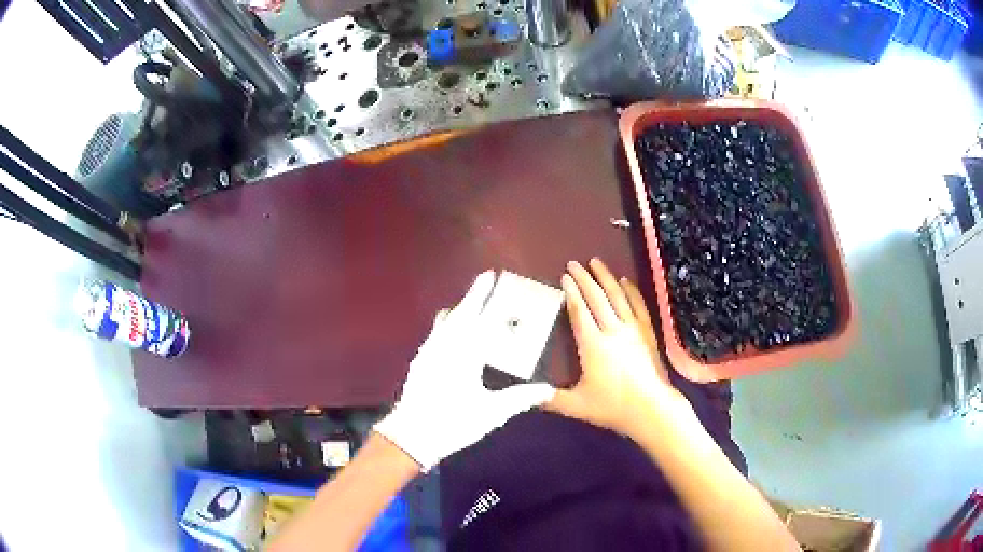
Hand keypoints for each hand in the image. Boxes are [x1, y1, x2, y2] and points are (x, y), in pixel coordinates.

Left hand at [374, 271, 555, 470]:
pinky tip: (446, 326)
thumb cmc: (452, 423)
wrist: (410, 435)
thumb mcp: (490, 413)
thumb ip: (520, 398)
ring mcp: (429, 352)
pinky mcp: (420, 362)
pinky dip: (445, 323)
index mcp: (464, 354)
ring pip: (446, 322)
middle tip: (484, 279)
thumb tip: (548, 389)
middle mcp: (444, 346)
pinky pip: (435, 333)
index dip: (485, 296)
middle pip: (461, 313)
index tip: (490, 276)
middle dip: (473, 295)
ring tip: (470, 302)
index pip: (479, 318)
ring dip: (459, 309)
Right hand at [548, 258, 690, 436]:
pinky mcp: (647, 333)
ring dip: (605, 278)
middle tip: (574, 263)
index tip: (564, 277)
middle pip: (597, 298)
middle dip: (584, 279)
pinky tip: (626, 281)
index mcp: (592, 345)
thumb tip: (526, 397)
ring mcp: (632, 330)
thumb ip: (550, 399)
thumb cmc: (613, 407)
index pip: (579, 311)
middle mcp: (612, 331)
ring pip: (617, 297)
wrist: (652, 409)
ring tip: (596, 262)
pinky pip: (638, 306)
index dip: (571, 292)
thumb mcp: (576, 405)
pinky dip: (631, 291)